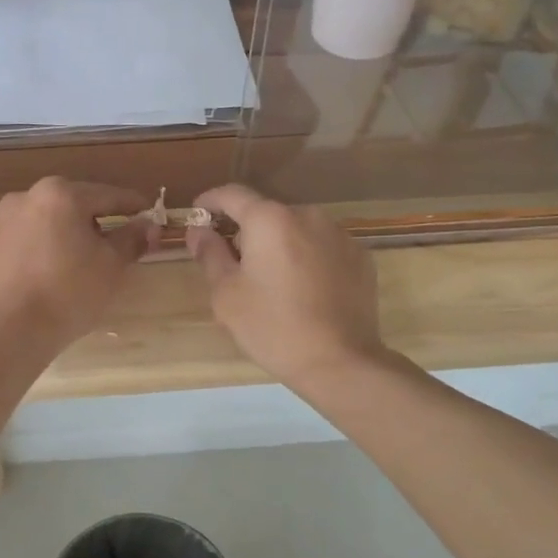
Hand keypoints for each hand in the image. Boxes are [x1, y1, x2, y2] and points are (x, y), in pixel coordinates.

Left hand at [0, 178, 157, 349]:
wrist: (11, 329)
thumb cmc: (70, 291)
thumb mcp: (112, 264)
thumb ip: (132, 238)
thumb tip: (148, 224)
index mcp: (60, 194)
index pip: (108, 196)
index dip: (134, 206)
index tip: (151, 215)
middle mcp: (27, 197)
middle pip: (75, 205)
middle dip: (98, 221)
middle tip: (120, 243)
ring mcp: (4, 222)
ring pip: (50, 222)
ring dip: (70, 235)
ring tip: (86, 262)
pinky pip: (29, 242)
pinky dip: (46, 250)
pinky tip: (56, 275)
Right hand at [188, 183, 385, 391]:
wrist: (340, 362)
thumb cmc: (273, 327)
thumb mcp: (227, 294)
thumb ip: (210, 253)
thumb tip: (199, 230)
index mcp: (270, 220)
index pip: (232, 194)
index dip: (210, 202)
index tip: (197, 216)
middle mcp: (307, 215)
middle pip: (266, 213)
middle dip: (245, 231)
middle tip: (232, 263)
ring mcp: (339, 234)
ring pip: (296, 230)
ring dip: (278, 245)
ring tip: (271, 281)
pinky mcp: (360, 257)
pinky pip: (322, 247)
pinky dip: (306, 258)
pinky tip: (303, 290)